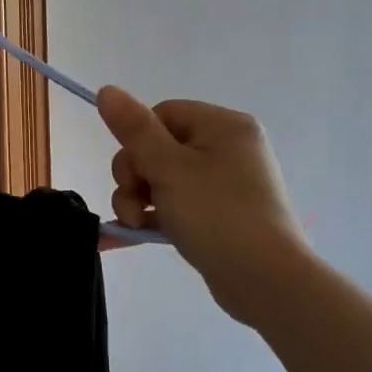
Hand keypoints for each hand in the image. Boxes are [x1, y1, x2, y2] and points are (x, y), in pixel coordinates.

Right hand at [98, 87, 307, 325]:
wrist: (265, 281)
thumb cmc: (218, 215)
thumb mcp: (169, 168)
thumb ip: (134, 129)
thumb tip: (106, 89)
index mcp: (223, 126)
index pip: (162, 114)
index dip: (137, 141)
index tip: (133, 172)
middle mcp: (227, 149)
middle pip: (157, 148)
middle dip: (134, 177)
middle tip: (132, 206)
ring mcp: (224, 185)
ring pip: (161, 180)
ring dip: (137, 201)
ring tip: (133, 226)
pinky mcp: (218, 217)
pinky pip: (174, 205)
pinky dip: (152, 217)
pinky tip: (126, 236)